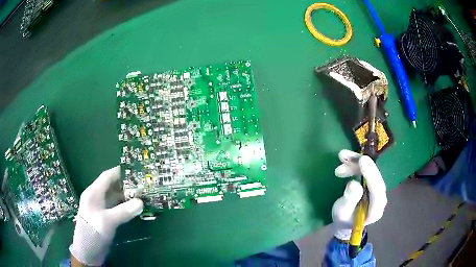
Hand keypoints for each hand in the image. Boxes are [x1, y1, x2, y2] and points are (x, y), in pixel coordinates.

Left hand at [69, 166, 142, 265]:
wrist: (87, 250)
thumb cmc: (93, 231)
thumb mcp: (108, 221)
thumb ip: (124, 211)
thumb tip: (141, 202)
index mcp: (93, 192)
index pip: (107, 176)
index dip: (120, 172)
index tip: (134, 170)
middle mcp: (96, 197)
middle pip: (111, 186)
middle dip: (126, 184)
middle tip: (142, 184)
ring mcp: (100, 207)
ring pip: (114, 196)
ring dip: (126, 195)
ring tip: (141, 195)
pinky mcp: (104, 217)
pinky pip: (115, 206)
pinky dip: (124, 205)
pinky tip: (133, 208)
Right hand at [332, 150, 386, 240]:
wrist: (345, 223)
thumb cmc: (343, 220)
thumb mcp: (342, 212)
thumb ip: (349, 199)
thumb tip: (354, 184)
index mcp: (375, 210)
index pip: (377, 191)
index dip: (371, 175)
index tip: (362, 160)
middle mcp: (380, 198)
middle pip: (374, 177)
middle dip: (360, 165)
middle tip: (344, 156)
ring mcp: (377, 189)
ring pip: (371, 171)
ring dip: (356, 162)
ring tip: (341, 157)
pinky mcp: (372, 183)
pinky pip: (367, 170)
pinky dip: (357, 162)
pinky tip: (346, 159)